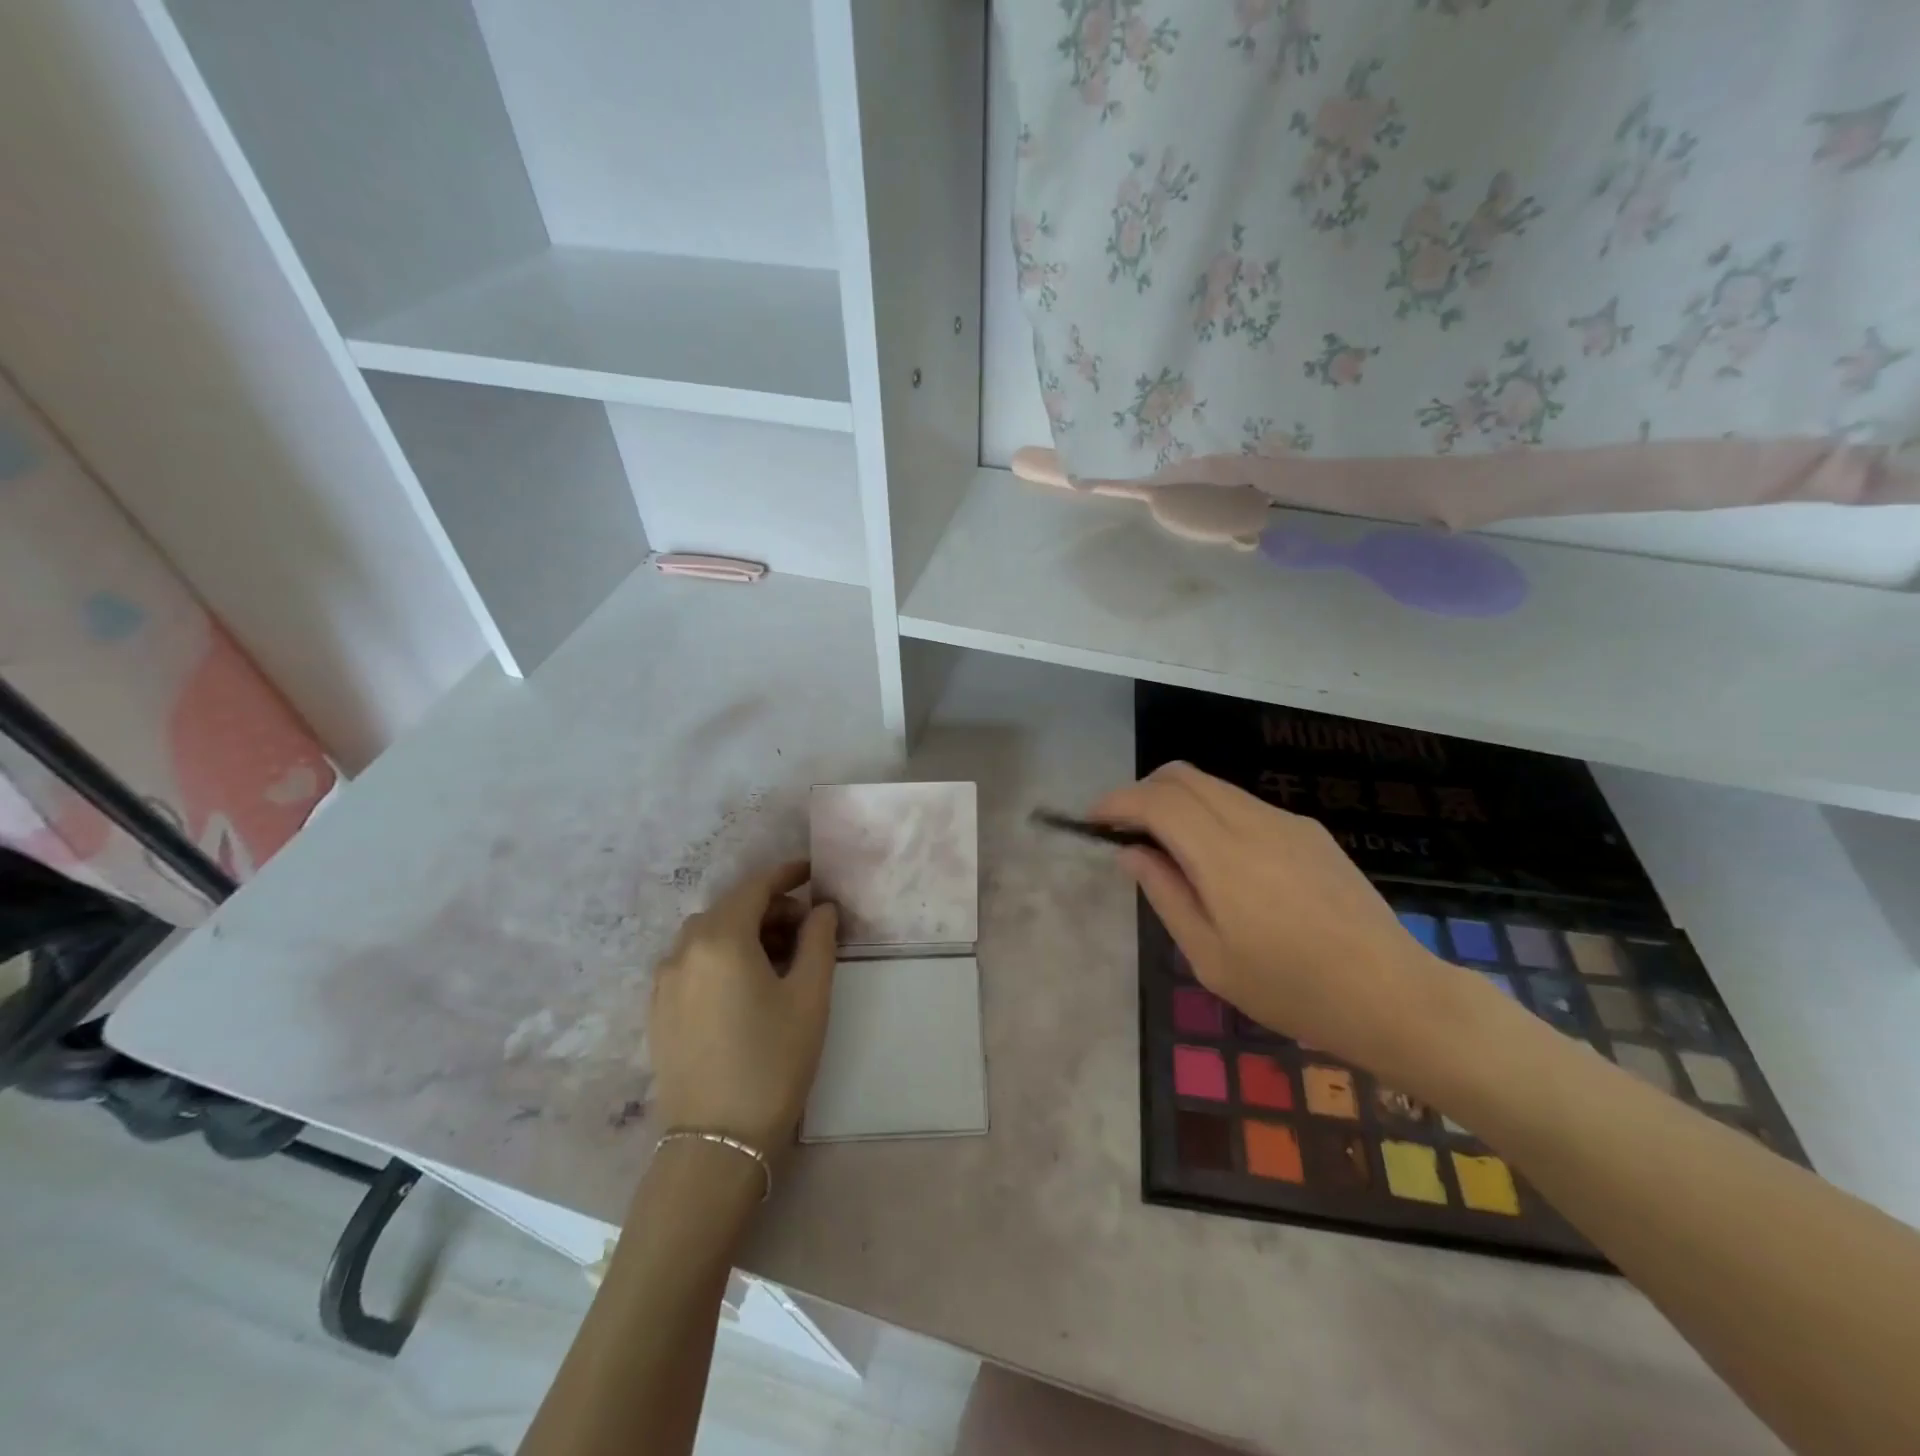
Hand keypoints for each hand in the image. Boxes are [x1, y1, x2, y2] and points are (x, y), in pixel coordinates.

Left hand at [649, 861, 837, 1153]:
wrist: (717, 1141)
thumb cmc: (773, 1060)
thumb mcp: (810, 996)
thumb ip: (819, 940)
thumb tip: (821, 908)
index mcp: (720, 939)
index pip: (755, 887)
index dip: (786, 874)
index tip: (812, 872)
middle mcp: (684, 950)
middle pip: (730, 908)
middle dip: (770, 908)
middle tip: (807, 928)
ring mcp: (664, 981)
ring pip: (708, 935)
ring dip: (744, 931)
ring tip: (779, 958)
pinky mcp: (658, 1010)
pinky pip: (692, 962)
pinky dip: (721, 956)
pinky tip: (745, 985)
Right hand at [1092, 762, 1475, 1076]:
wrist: (1393, 995)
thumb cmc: (1291, 989)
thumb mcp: (1210, 956)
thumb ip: (1165, 894)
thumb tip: (1130, 852)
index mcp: (1224, 855)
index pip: (1157, 800)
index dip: (1117, 801)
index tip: (1093, 821)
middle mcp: (1254, 822)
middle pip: (1183, 776)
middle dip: (1143, 792)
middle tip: (1125, 831)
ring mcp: (1287, 822)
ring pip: (1214, 786)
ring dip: (1178, 802)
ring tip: (1168, 849)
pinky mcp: (1310, 832)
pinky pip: (1245, 805)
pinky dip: (1212, 814)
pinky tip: (1220, 862)